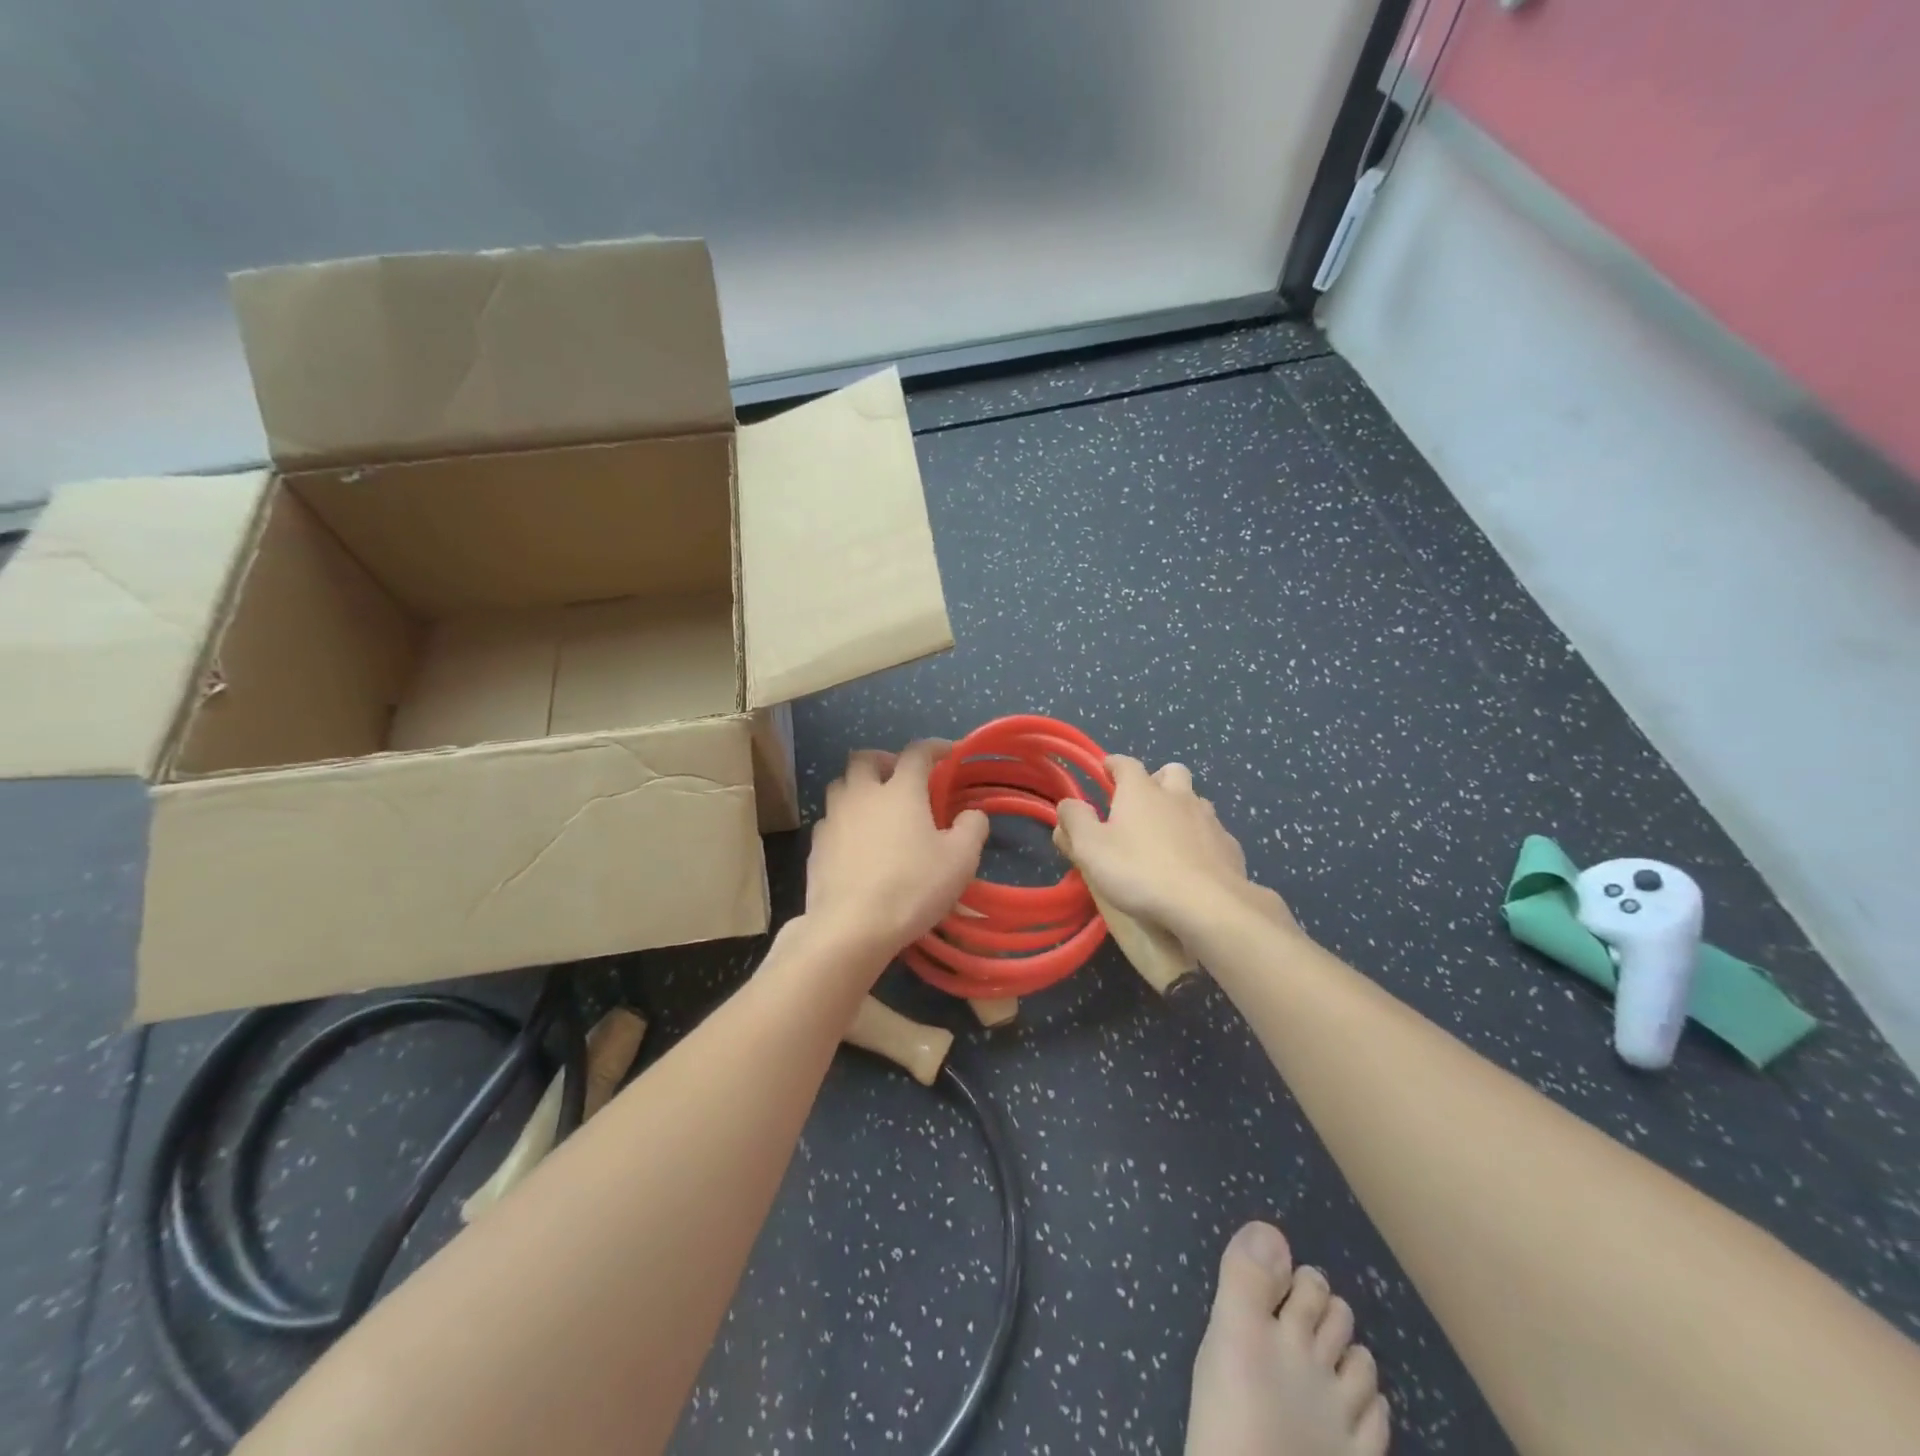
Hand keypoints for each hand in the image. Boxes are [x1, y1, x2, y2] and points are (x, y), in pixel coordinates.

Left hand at [804, 741, 989, 963]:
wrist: (851, 927)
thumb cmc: (912, 887)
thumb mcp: (960, 860)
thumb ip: (972, 828)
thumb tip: (972, 813)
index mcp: (900, 791)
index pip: (916, 753)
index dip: (934, 747)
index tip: (948, 752)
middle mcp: (862, 795)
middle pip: (864, 758)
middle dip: (883, 759)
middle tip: (899, 777)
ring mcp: (833, 819)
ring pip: (840, 786)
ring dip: (858, 787)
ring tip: (875, 808)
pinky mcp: (815, 847)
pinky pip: (829, 820)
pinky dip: (844, 821)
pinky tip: (855, 843)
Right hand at [1055, 758, 1296, 941]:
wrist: (1207, 904)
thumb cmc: (1139, 871)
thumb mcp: (1090, 848)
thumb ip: (1075, 821)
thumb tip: (1068, 803)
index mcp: (1141, 791)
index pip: (1125, 764)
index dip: (1114, 764)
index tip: (1106, 770)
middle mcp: (1178, 796)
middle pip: (1171, 771)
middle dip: (1157, 779)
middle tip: (1143, 801)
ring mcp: (1209, 820)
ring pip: (1196, 800)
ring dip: (1181, 808)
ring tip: (1169, 833)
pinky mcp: (1230, 846)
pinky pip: (1214, 832)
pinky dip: (1202, 839)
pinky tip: (1194, 861)